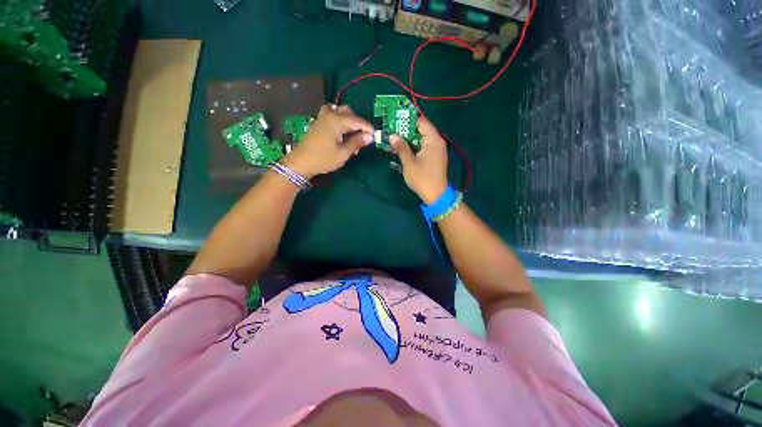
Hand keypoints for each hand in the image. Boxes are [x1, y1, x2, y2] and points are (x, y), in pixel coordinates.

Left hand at [282, 105, 373, 178]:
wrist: (301, 163)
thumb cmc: (323, 159)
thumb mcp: (343, 153)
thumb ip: (356, 142)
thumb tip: (369, 137)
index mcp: (336, 120)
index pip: (357, 121)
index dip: (367, 128)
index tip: (375, 136)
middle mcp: (329, 114)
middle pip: (348, 112)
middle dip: (358, 123)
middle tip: (363, 137)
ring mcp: (322, 117)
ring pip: (340, 112)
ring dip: (349, 121)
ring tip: (353, 135)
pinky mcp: (319, 122)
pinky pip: (333, 116)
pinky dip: (341, 121)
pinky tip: (342, 133)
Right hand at [389, 117, 448, 203]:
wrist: (436, 195)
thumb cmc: (422, 179)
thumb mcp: (409, 163)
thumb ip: (401, 148)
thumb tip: (392, 135)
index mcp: (433, 140)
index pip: (420, 122)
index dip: (407, 119)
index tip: (393, 119)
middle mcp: (436, 141)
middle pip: (420, 129)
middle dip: (405, 129)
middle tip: (390, 130)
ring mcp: (435, 149)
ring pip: (420, 138)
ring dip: (407, 138)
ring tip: (393, 139)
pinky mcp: (433, 156)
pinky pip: (422, 146)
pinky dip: (412, 146)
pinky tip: (401, 149)